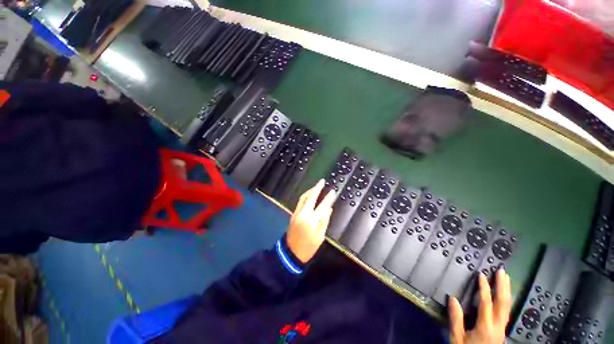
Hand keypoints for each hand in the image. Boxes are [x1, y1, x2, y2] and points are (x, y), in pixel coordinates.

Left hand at [286, 179, 335, 262]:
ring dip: (310, 191)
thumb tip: (328, 209)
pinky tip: (309, 195)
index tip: (333, 191)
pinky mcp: (293, 214)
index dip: (328, 198)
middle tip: (322, 181)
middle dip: (317, 188)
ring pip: (303, 198)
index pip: (322, 206)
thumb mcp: (320, 236)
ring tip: (316, 186)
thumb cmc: (308, 247)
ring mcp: (297, 213)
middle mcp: (303, 214)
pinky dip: (306, 196)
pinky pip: (300, 202)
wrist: (291, 253)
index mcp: (311, 221)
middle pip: (311, 198)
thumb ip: (324, 221)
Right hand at [448, 269, 511, 343]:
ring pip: (507, 308)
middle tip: (502, 272)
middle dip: (502, 287)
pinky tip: (504, 297)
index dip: (484, 288)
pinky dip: (506, 301)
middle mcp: (497, 326)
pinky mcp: (502, 331)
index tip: (481, 275)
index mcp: (485, 327)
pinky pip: (506, 313)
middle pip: (503, 303)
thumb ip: (456, 319)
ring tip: (506, 279)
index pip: (486, 303)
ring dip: (507, 292)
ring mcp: (502, 329)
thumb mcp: (457, 338)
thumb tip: (452, 298)